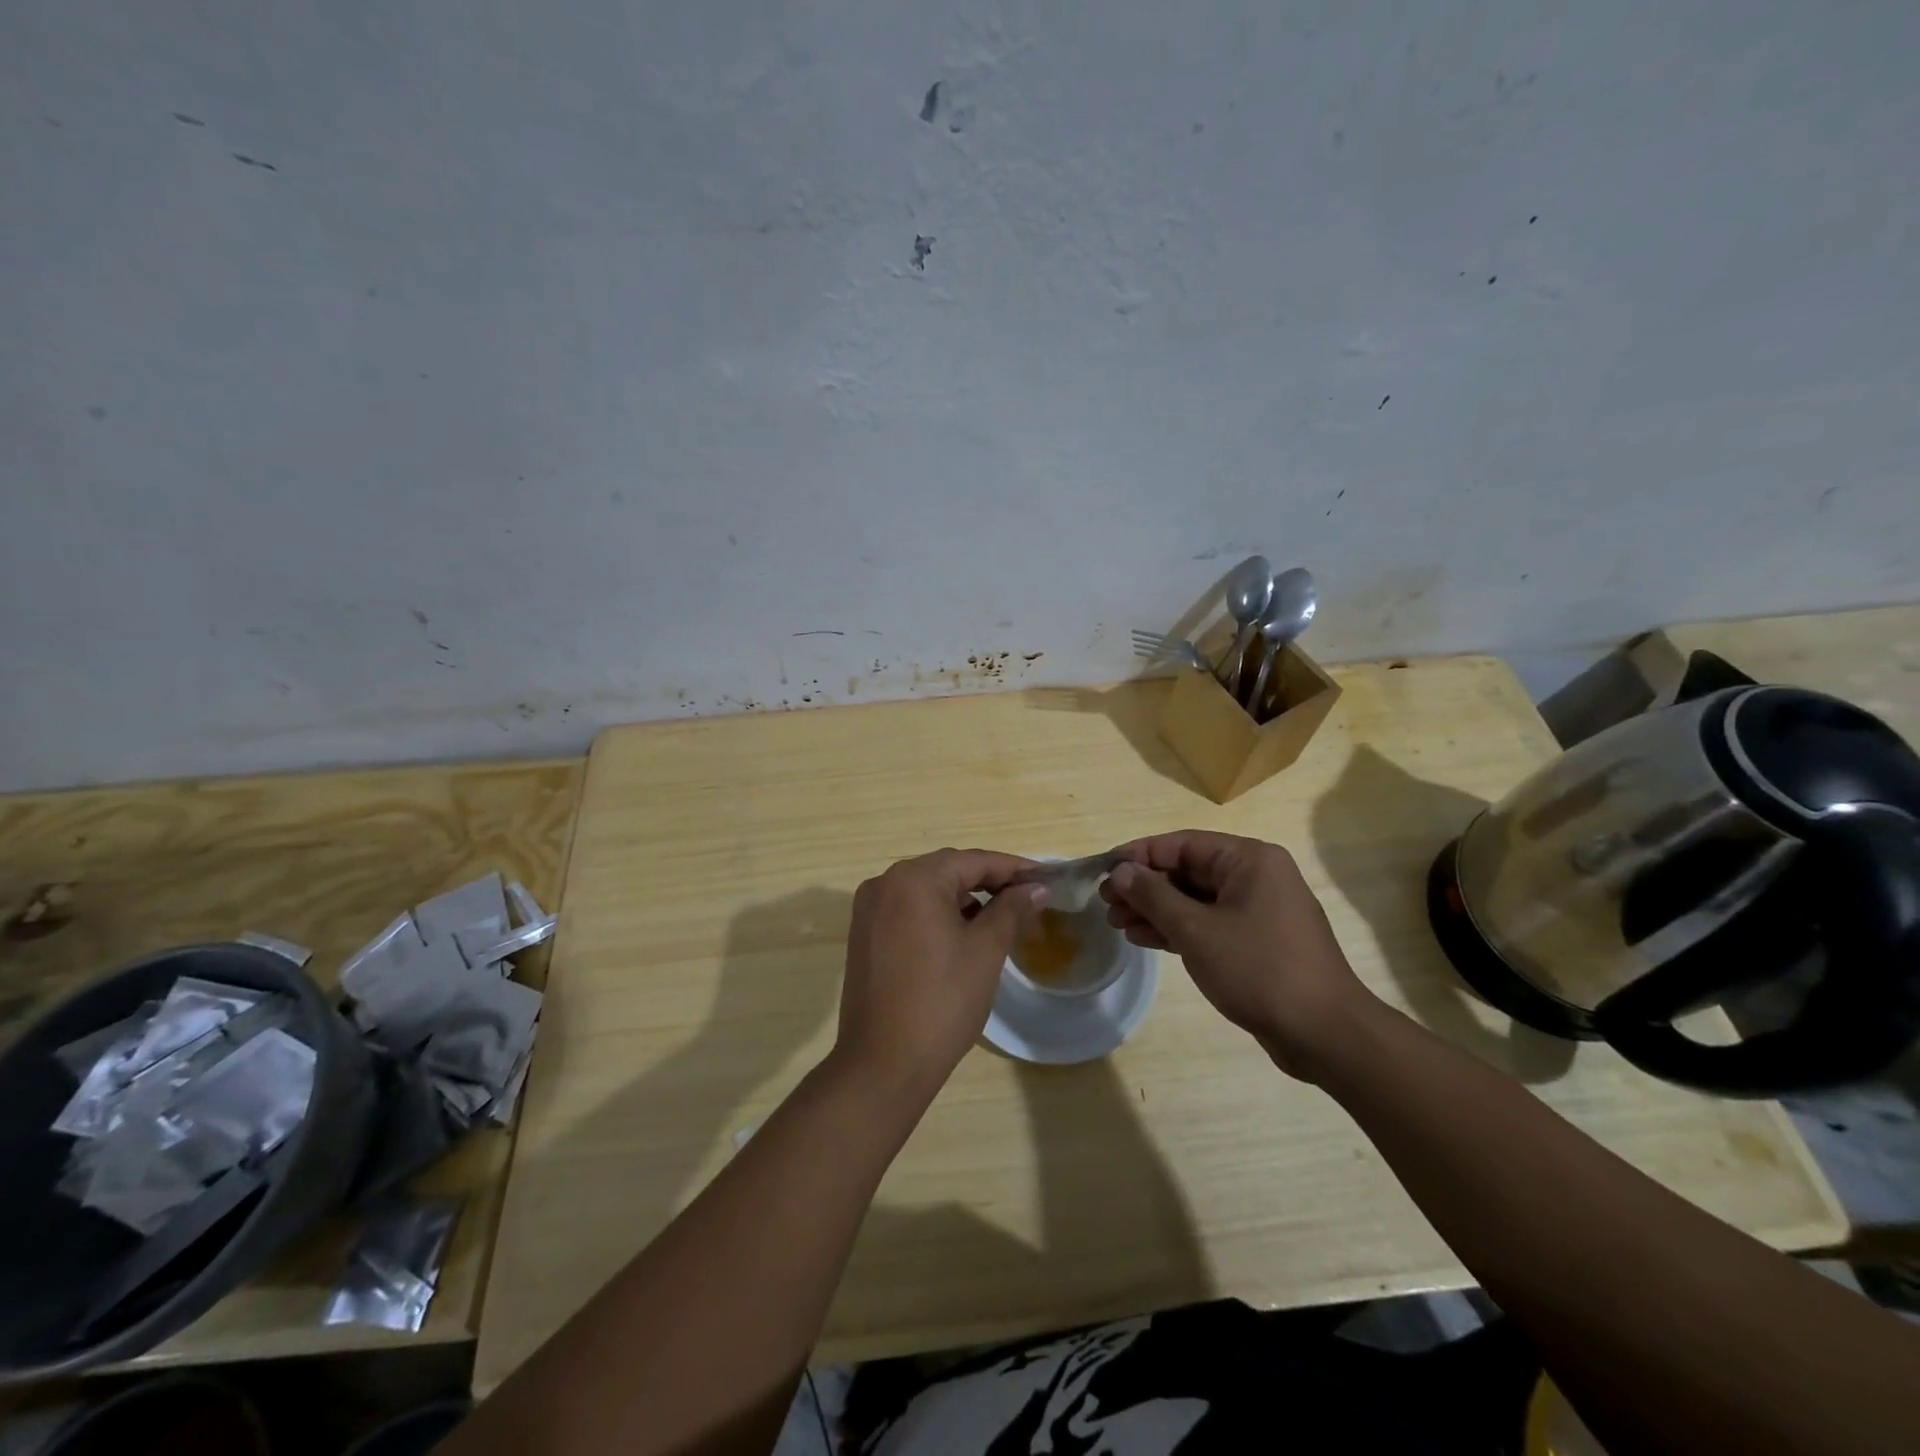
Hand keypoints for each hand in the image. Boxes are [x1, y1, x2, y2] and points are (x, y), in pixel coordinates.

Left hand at [836, 849, 1047, 1094]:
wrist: (883, 1064)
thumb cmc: (942, 1001)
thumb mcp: (985, 950)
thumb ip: (1011, 909)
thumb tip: (1035, 887)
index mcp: (913, 879)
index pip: (973, 861)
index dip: (1013, 868)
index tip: (1045, 879)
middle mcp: (885, 883)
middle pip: (948, 870)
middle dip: (989, 882)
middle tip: (1029, 898)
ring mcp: (870, 910)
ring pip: (927, 890)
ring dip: (964, 898)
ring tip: (1002, 917)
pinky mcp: (865, 935)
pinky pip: (909, 910)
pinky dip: (939, 914)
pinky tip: (964, 934)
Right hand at [1101, 831, 1375, 1078]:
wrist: (1324, 1034)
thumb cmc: (1259, 970)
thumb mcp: (1196, 930)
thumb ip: (1154, 895)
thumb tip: (1121, 871)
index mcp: (1249, 860)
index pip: (1181, 844)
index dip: (1139, 855)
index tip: (1103, 871)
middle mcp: (1256, 876)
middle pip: (1187, 871)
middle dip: (1144, 887)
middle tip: (1106, 904)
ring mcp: (1258, 910)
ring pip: (1195, 899)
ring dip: (1156, 910)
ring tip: (1117, 923)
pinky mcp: (1257, 941)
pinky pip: (1209, 923)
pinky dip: (1178, 929)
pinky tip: (1144, 939)